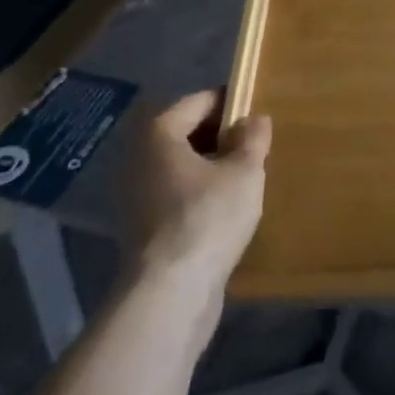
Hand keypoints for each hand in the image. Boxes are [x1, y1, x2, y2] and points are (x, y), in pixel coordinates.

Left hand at [122, 90, 270, 309]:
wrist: (169, 293)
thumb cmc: (208, 217)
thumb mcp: (245, 171)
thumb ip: (253, 138)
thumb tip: (254, 119)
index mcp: (159, 132)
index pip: (200, 101)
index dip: (232, 104)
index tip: (259, 116)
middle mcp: (139, 157)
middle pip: (187, 133)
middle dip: (222, 137)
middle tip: (256, 149)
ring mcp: (135, 194)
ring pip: (182, 167)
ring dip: (212, 168)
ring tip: (246, 179)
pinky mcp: (141, 227)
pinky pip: (176, 195)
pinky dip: (199, 195)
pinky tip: (226, 210)